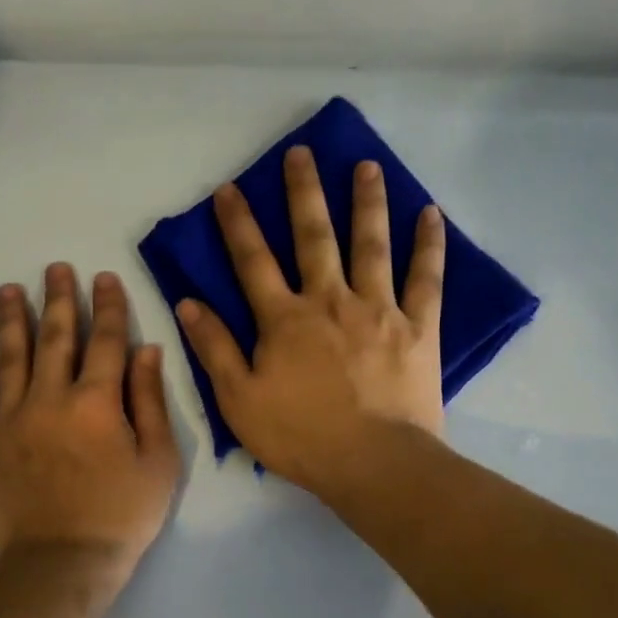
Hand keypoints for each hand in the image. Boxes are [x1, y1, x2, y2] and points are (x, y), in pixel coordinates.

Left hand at [0, 264, 180, 574]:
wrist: (62, 563)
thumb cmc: (121, 516)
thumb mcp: (158, 461)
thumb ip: (150, 402)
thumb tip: (146, 350)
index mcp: (98, 401)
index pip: (105, 340)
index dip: (108, 306)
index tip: (104, 277)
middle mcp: (52, 398)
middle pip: (55, 338)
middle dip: (59, 299)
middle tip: (56, 268)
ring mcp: (14, 418)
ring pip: (11, 356)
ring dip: (11, 319)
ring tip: (9, 288)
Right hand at [175, 147, 444, 493]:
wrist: (373, 464)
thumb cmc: (300, 437)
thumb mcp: (239, 399)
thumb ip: (214, 348)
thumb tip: (186, 303)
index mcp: (284, 319)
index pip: (252, 260)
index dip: (237, 223)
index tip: (229, 188)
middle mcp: (330, 300)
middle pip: (313, 237)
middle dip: (303, 193)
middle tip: (301, 153)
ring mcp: (379, 309)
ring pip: (371, 244)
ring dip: (367, 202)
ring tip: (366, 166)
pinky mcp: (418, 327)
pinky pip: (426, 278)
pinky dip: (428, 245)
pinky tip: (430, 215)